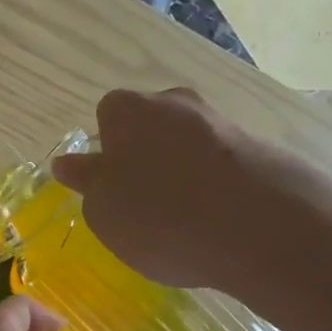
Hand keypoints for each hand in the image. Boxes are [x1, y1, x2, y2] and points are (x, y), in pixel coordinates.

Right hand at [51, 87, 331, 315]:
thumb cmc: (160, 217)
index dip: (106, 149)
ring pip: (188, 144)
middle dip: (145, 156)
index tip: (111, 185)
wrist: (261, 228)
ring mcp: (222, 122)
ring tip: (183, 220)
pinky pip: (222, 163)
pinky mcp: (260, 148)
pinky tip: (217, 222)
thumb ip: (87, 184)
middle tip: (142, 204)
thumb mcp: (104, 212)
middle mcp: (175, 103)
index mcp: (128, 111)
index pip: (108, 115)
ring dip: (182, 172)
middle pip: (151, 125)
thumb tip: (70, 163)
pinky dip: (215, 186)